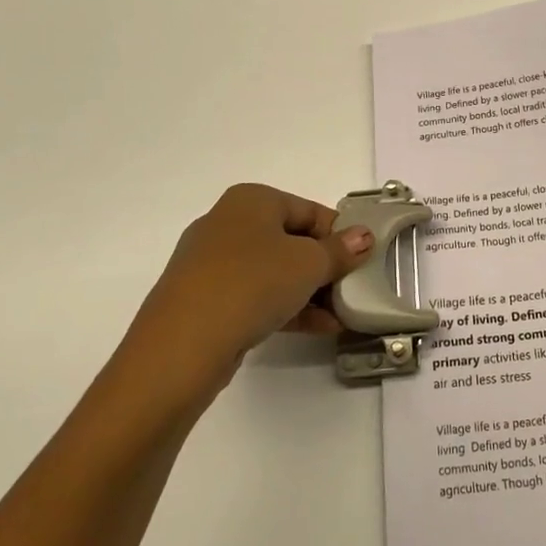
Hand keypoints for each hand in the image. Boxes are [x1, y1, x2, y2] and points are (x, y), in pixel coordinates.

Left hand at [124, 183, 375, 403]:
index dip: (340, 235)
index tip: (362, 261)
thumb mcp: (309, 264)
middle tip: (351, 290)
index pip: (309, 211)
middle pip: (291, 241)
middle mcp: (228, 223)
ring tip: (340, 316)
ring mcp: (212, 263)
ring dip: (309, 292)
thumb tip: (363, 237)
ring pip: (274, 271)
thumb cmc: (252, 283)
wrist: (183, 344)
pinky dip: (285, 307)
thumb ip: (340, 251)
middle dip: (325, 267)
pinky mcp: (205, 299)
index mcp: (251, 200)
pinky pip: (255, 295)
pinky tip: (317, 328)